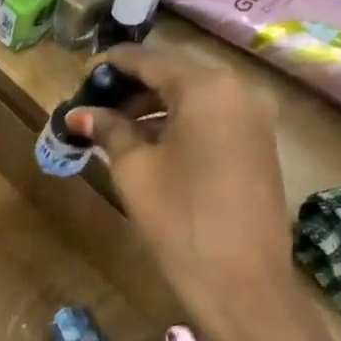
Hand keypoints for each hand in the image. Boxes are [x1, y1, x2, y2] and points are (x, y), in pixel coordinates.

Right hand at [63, 46, 291, 336]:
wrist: (240, 281)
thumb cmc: (179, 219)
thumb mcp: (134, 170)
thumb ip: (109, 131)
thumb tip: (80, 113)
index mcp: (207, 87)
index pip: (151, 59)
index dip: (113, 65)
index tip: (82, 76)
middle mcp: (240, 90)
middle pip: (176, 75)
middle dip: (133, 88)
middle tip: (94, 108)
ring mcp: (256, 117)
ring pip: (196, 97)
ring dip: (155, 108)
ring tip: (114, 129)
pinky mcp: (260, 145)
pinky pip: (213, 118)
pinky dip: (180, 123)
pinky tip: (150, 145)